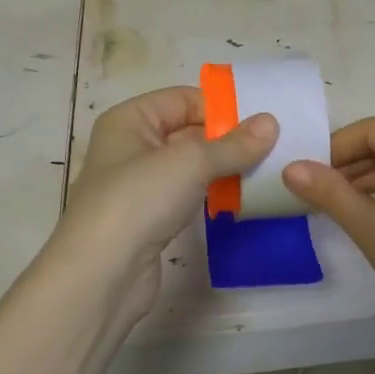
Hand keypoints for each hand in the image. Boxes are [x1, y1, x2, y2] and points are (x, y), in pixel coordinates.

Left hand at [52, 86, 277, 335]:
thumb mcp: (191, 161)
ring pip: (189, 167)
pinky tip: (241, 200)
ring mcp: (139, 186)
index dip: (220, 107)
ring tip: (266, 172)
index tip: (261, 122)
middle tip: (273, 147)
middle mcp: (130, 147)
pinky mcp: (149, 220)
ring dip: (223, 169)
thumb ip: (233, 144)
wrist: (101, 274)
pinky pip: (187, 195)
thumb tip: (271, 122)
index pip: (182, 99)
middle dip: (227, 139)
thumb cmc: (139, 199)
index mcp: (130, 120)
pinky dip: (211, 194)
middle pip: (187, 132)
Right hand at [282, 116, 374, 343]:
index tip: (302, 177)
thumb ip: (329, 193)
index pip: (371, 130)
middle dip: (349, 167)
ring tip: (334, 206)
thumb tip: (289, 167)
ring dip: (368, 180)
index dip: (332, 151)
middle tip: (313, 194)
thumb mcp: (373, 228)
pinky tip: (369, 213)